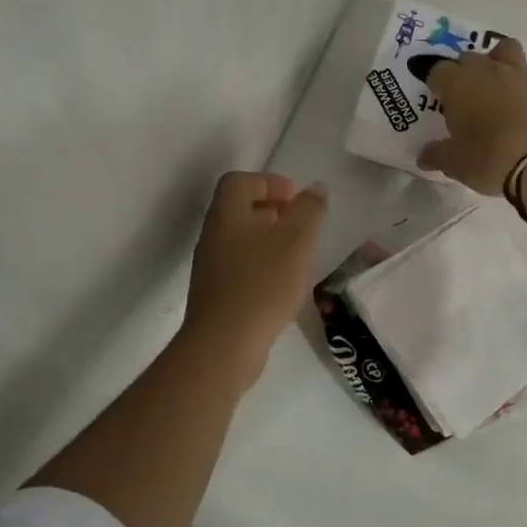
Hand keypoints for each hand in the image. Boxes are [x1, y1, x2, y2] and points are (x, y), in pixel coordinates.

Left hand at [183, 171, 329, 380]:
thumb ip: (309, 210)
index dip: (270, 182)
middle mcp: (214, 235)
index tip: (296, 198)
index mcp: (227, 214)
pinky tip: (284, 285)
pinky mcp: (216, 294)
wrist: (224, 345)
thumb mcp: (296, 241)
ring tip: (299, 256)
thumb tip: (314, 189)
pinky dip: (263, 265)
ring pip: (242, 239)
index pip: (241, 181)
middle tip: (302, 226)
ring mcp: (212, 266)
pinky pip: (241, 266)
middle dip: (274, 211)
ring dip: (271, 240)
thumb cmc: (262, 284)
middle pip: (241, 209)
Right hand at [417, 38, 526, 193]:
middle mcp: (488, 71)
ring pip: (507, 49)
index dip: (436, 84)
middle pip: (469, 57)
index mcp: (458, 84)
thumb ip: (437, 155)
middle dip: (464, 72)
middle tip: (464, 98)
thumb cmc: (488, 160)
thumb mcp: (455, 163)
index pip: (438, 71)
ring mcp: (521, 76)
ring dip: (500, 60)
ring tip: (498, 84)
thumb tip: (424, 156)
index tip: (438, 100)